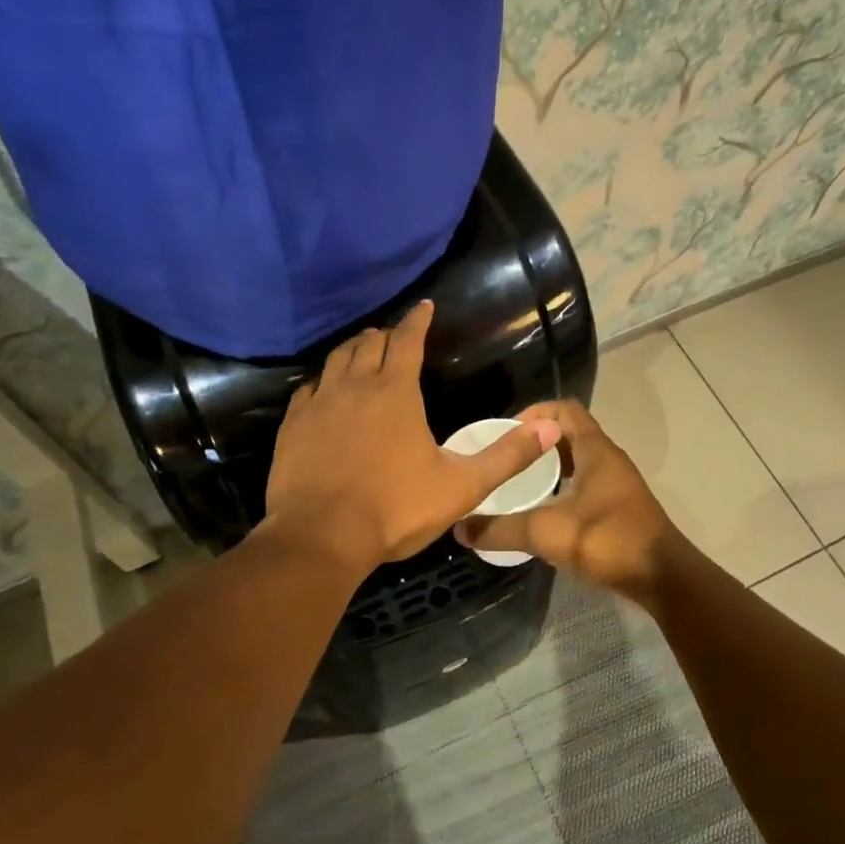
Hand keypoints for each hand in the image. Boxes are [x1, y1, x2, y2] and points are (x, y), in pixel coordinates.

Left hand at [262, 301, 560, 568]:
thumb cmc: (396, 509)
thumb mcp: (463, 486)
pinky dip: (322, 381)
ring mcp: (319, 404)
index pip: (407, 340)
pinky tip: (323, 390)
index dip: (417, 320)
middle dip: (385, 334)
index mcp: (396, 392)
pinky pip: (308, 389)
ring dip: (353, 350)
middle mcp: (355, 386)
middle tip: (395, 335)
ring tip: (362, 351)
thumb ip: (508, 456)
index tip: (423, 305)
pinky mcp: (293, 426)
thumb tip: (552, 427)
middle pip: (369, 344)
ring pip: (336, 360)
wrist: (321, 538)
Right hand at [456, 399, 690, 606]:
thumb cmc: (608, 540)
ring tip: (516, 484)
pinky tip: (542, 512)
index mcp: (595, 450)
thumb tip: (460, 528)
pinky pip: (585, 484)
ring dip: (549, 468)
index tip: (506, 433)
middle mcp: (608, 459)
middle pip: (568, 435)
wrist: (663, 578)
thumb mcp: (548, 533)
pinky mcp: (619, 508)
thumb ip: (502, 529)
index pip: (564, 409)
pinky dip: (562, 489)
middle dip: (535, 443)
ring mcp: (617, 484)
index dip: (534, 413)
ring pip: (577, 462)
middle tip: (503, 460)